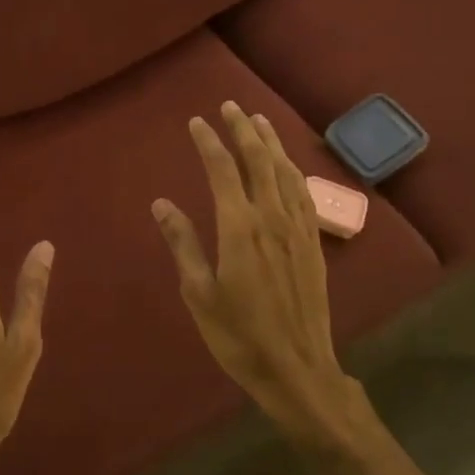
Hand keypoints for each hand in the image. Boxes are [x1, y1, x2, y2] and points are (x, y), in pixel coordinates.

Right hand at [151, 103, 357, 443]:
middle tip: (230, 106)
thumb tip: (161, 204)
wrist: (297, 368)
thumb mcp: (199, 293)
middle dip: (243, 130)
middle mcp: (272, 217)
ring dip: (271, 143)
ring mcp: (297, 228)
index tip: (197, 121)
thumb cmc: (239, 335)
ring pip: (285, 171)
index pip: (223, 170)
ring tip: (259, 121)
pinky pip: (303, 192)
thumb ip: (183, 244)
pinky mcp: (313, 242)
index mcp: (240, 227)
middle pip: (259, 160)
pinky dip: (292, 169)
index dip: (209, 142)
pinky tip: (287, 164)